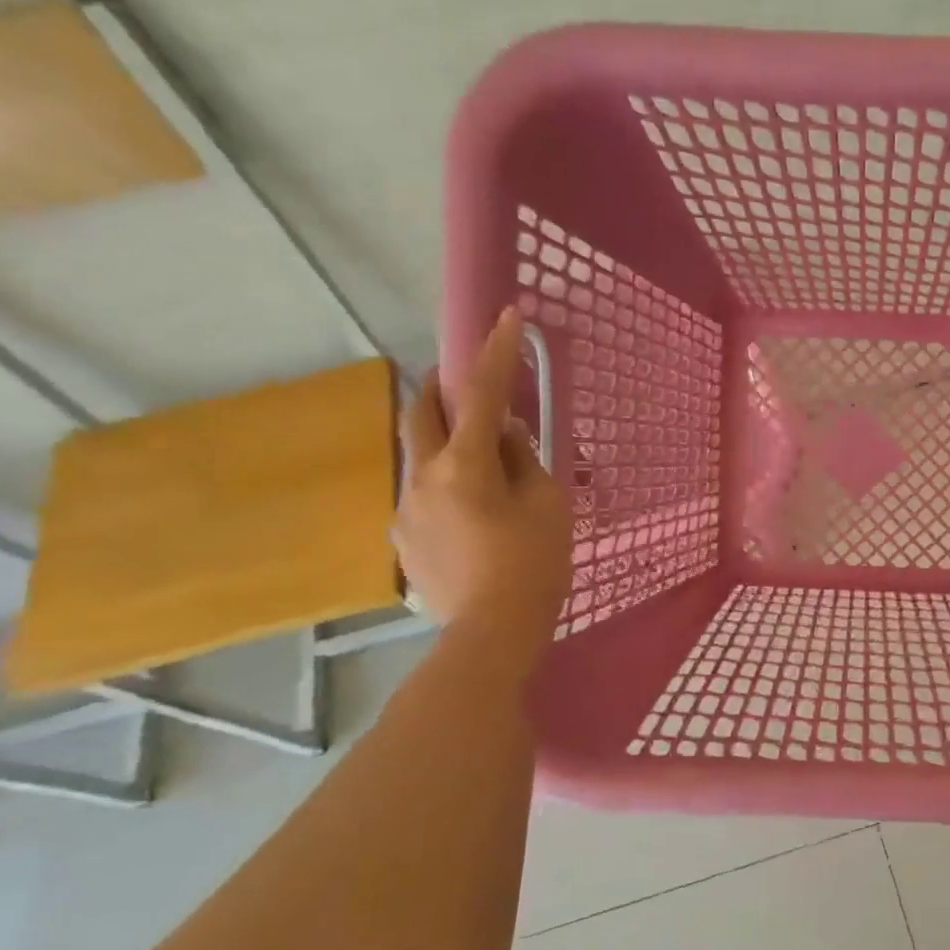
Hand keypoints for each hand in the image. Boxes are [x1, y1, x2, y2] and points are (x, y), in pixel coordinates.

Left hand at [395, 307, 571, 662]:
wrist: (492, 632)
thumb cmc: (533, 565)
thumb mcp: (547, 507)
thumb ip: (524, 462)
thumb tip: (506, 436)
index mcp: (464, 466)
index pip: (481, 395)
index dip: (494, 353)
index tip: (505, 317)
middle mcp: (422, 478)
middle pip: (420, 413)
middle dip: (441, 388)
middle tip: (463, 383)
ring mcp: (405, 510)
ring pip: (420, 457)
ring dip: (444, 444)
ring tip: (479, 465)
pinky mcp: (403, 540)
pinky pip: (423, 495)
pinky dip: (445, 486)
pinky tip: (471, 517)